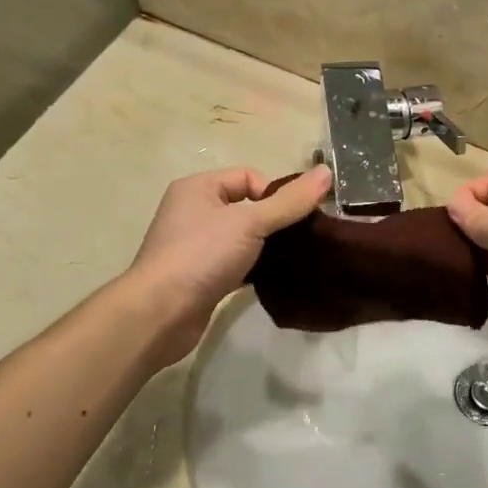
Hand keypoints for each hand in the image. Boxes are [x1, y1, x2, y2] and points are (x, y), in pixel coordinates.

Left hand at [127, 165, 331, 363]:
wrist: (160, 314)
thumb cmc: (201, 256)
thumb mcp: (250, 223)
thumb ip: (289, 201)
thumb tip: (327, 173)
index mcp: (198, 188)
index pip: (249, 177)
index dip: (275, 194)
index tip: (295, 218)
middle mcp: (194, 212)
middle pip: (248, 207)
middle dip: (276, 221)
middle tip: (304, 239)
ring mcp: (196, 246)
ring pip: (244, 238)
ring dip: (268, 247)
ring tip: (296, 259)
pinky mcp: (202, 277)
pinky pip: (237, 264)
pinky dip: (256, 269)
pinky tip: (277, 279)